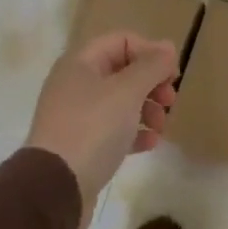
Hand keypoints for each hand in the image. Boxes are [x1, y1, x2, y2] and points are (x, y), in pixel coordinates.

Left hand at [27, 31, 179, 228]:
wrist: (55, 187)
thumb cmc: (93, 128)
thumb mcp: (127, 91)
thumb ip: (151, 66)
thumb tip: (168, 46)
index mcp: (81, 63)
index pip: (122, 41)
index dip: (151, 52)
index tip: (172, 74)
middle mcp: (75, 84)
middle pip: (123, 71)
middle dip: (151, 83)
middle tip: (170, 100)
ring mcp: (76, 115)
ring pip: (120, 101)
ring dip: (147, 109)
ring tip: (161, 127)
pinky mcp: (81, 144)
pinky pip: (113, 129)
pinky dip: (134, 132)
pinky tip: (150, 143)